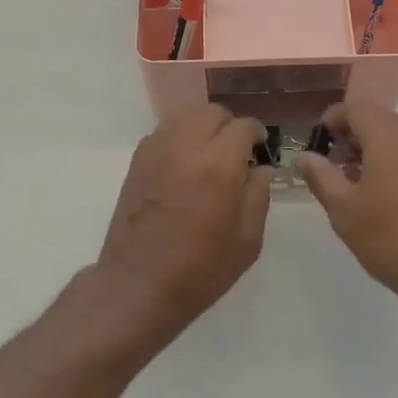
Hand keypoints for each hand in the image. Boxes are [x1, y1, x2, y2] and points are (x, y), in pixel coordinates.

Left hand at [96, 105, 271, 344]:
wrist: (138, 285)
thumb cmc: (199, 270)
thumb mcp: (247, 240)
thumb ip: (258, 195)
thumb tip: (260, 168)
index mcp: (218, 165)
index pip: (243, 126)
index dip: (256, 134)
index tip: (259, 150)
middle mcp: (186, 146)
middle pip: (212, 112)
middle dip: (229, 126)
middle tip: (235, 153)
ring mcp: (156, 150)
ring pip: (185, 115)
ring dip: (203, 127)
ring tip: (208, 155)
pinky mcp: (137, 160)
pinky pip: (164, 132)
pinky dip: (179, 137)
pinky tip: (183, 165)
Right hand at [299, 102, 397, 308]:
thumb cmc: (393, 240)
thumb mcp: (344, 211)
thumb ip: (321, 176)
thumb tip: (305, 156)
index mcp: (392, 137)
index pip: (357, 109)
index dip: (333, 119)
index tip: (318, 140)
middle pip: (381, 121)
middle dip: (354, 136)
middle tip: (334, 164)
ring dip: (376, 150)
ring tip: (358, 183)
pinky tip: (389, 196)